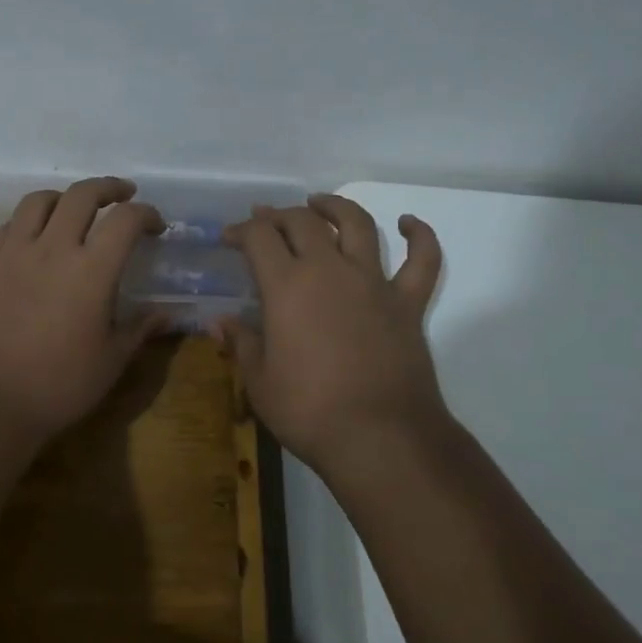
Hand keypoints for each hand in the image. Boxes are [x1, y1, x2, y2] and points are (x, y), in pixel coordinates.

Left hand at [0, 177, 166, 442]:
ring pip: (38, 200)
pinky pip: (8, 226)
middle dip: (108, 188)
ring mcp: (13, 252)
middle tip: (123, 194)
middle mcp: (53, 248)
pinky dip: (28, 222)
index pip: (125, 220)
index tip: (156, 226)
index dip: (146, 214)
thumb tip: (166, 314)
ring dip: (64, 197)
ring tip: (74, 208)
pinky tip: (33, 238)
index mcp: (91, 270)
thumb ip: (139, 330)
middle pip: (82, 195)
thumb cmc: (56, 386)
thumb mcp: (110, 362)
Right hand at [220, 195, 446, 478]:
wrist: (380, 438)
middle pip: (303, 222)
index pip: (260, 238)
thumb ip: (240, 344)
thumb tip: (219, 323)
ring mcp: (374, 283)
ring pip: (358, 226)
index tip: (230, 237)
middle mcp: (330, 271)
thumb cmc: (309, 411)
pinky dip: (419, 236)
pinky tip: (408, 223)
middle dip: (280, 215)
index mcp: (287, 286)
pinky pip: (422, 261)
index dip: (242, 230)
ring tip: (320, 203)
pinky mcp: (408, 303)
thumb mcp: (259, 381)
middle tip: (266, 220)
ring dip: (336, 208)